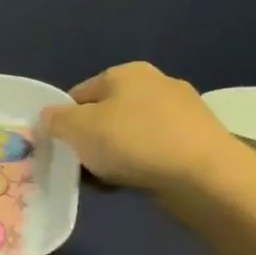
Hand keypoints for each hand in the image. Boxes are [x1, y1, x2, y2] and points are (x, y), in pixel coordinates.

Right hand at [41, 62, 243, 194]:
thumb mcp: (76, 128)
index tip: (61, 147)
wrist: (205, 176)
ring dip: (115, 154)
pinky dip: (141, 163)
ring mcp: (182, 111)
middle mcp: (156, 83)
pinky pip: (154, 150)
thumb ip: (55, 120)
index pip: (79, 94)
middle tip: (82, 165)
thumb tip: (50, 116)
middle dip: (91, 138)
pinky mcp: (198, 139)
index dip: (64, 121)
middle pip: (106, 113)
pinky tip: (135, 182)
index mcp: (126, 72)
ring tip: (108, 178)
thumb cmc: (133, 142)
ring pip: (129, 134)